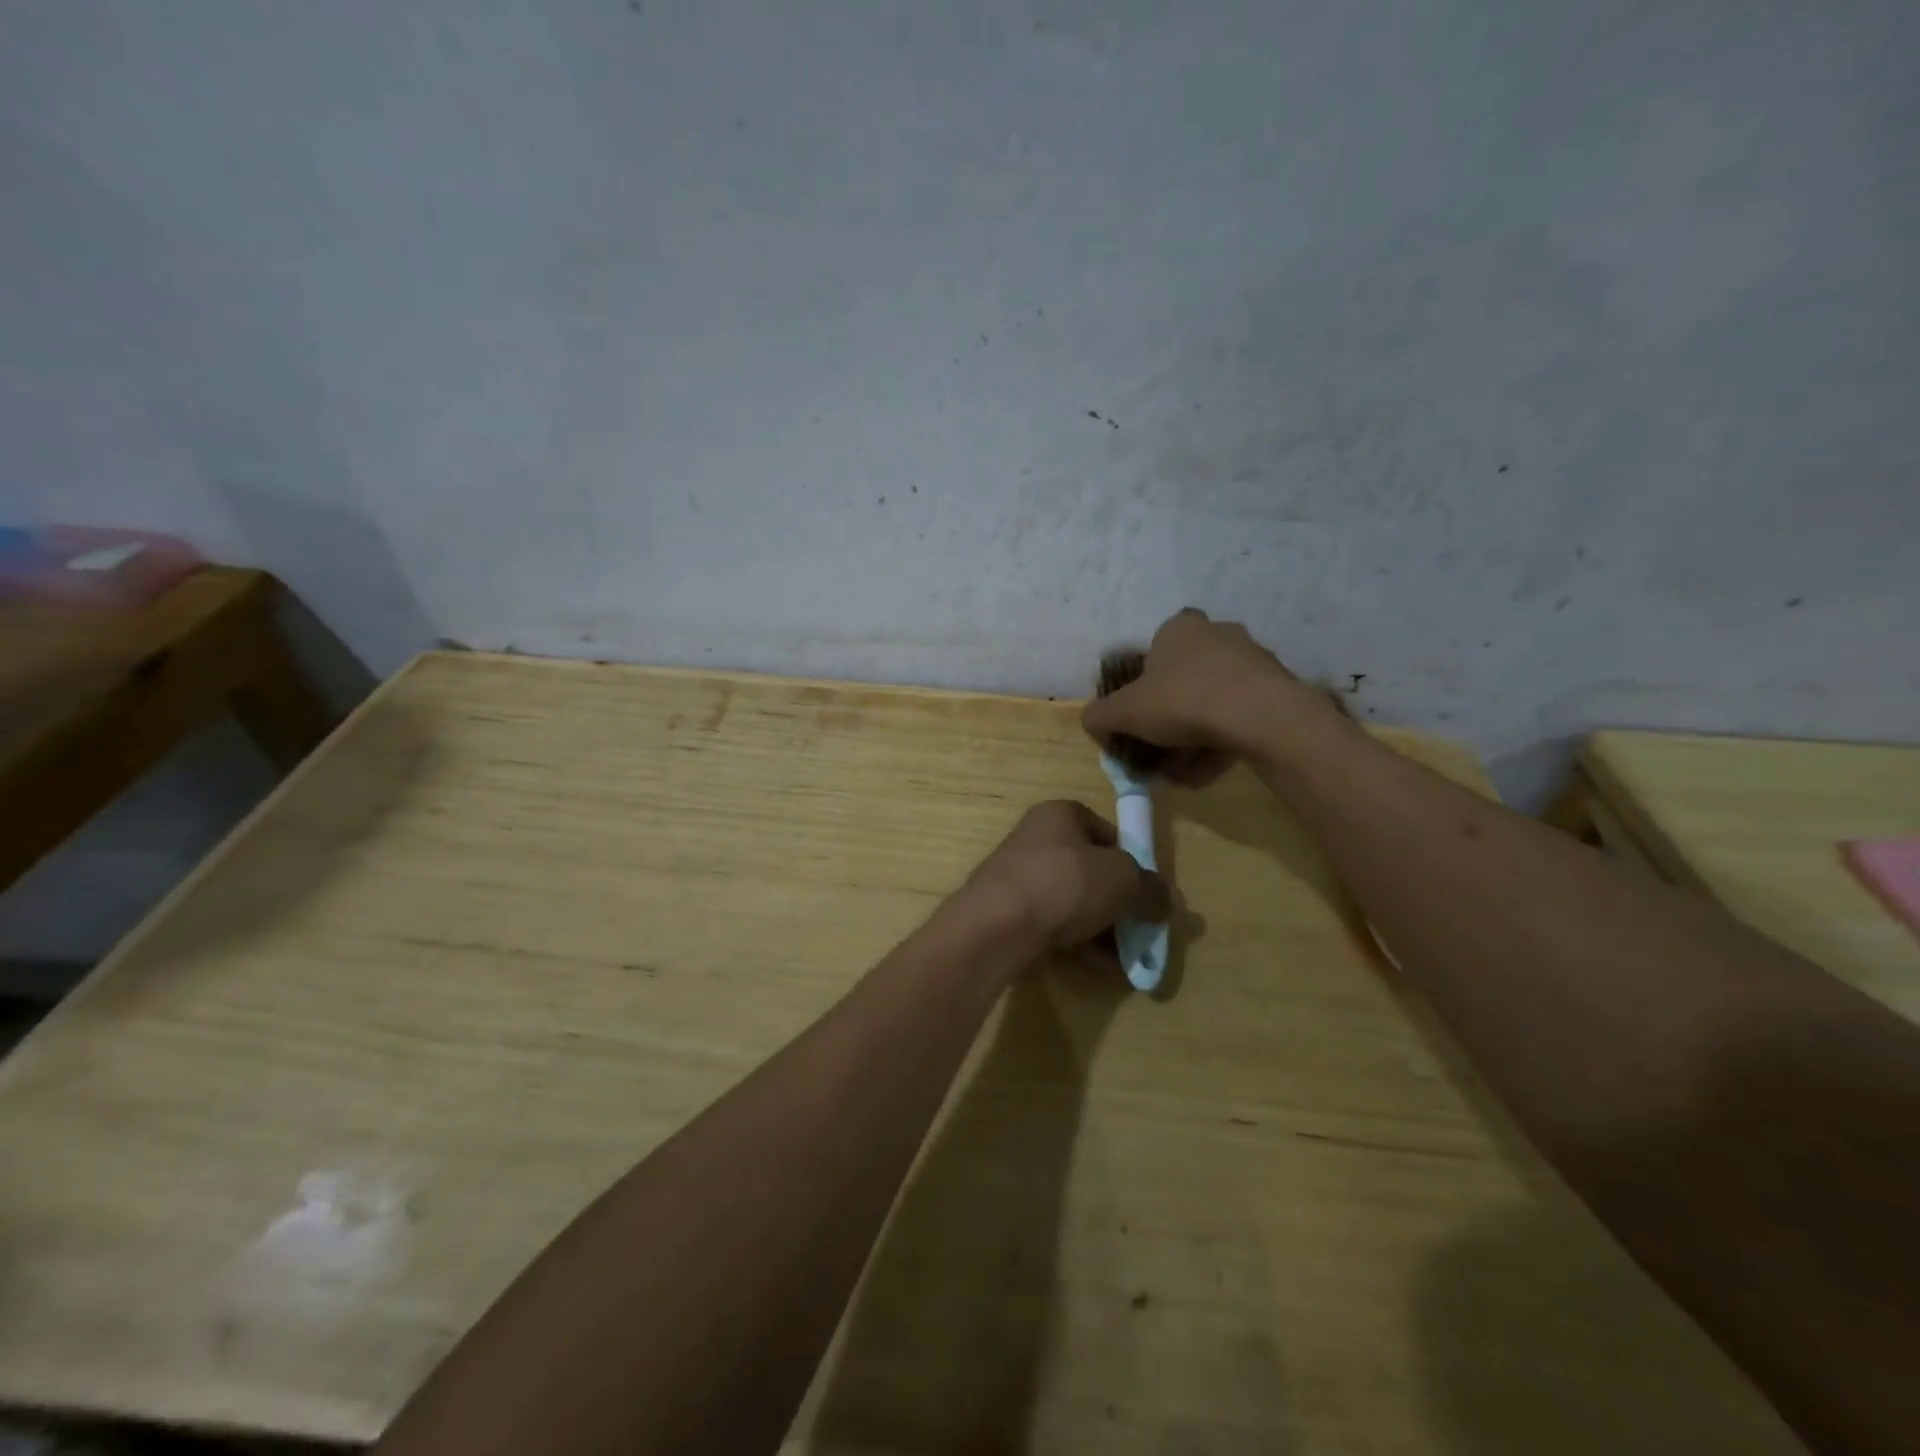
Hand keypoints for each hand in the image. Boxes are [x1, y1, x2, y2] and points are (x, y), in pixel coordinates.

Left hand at [961, 801, 1169, 951]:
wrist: (998, 926)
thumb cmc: (1064, 883)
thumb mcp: (1122, 879)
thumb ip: (1149, 888)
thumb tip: (1165, 901)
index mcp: (1059, 815)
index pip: (1106, 832)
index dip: (1132, 860)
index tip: (1148, 891)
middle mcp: (1036, 839)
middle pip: (1090, 870)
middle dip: (1119, 901)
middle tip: (1142, 927)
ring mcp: (1019, 878)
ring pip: (1073, 901)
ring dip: (1103, 927)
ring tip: (1129, 955)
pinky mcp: (1010, 914)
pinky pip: (1055, 925)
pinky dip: (1080, 943)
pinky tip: (1104, 966)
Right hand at [1081, 609, 1349, 776]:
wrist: (1260, 716)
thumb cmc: (1183, 700)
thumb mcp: (1124, 711)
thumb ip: (1100, 716)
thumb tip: (1091, 722)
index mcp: (1179, 629)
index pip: (1153, 652)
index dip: (1141, 687)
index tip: (1137, 719)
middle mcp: (1218, 636)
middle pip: (1183, 682)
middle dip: (1166, 723)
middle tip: (1155, 756)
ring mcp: (1252, 663)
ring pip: (1211, 705)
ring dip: (1191, 742)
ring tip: (1179, 776)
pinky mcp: (1276, 692)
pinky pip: (1238, 720)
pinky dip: (1218, 746)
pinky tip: (1204, 777)